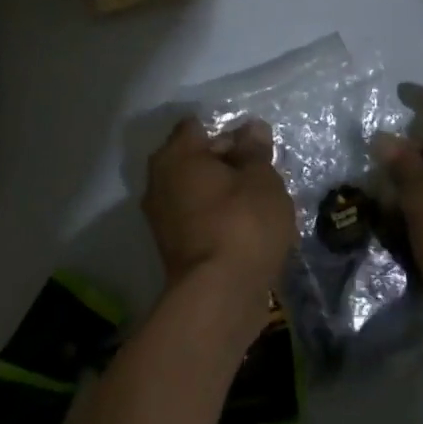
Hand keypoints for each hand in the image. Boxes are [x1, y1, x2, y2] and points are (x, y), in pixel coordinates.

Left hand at [142, 117, 295, 318]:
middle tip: (263, 175)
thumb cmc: (242, 223)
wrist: (220, 296)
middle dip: (228, 162)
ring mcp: (162, 218)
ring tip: (261, 204)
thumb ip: (255, 151)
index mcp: (176, 156)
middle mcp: (159, 181)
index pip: (199, 126)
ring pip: (199, 191)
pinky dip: (220, 219)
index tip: (256, 147)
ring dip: (225, 193)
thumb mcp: (261, 178)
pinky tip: (248, 230)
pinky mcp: (174, 248)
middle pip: (196, 159)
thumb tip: (251, 128)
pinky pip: (200, 219)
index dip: (230, 131)